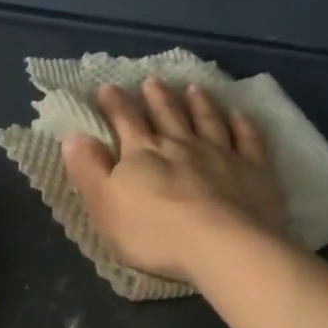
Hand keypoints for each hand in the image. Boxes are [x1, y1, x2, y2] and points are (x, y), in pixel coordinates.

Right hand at [63, 77, 286, 282]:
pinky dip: (243, 125)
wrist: (221, 247)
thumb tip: (74, 136)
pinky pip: (248, 141)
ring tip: (194, 88)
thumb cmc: (154, 232)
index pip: (125, 121)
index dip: (114, 104)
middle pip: (167, 115)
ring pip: (208, 121)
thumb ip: (89, 170)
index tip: (107, 87)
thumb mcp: (105, 205)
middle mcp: (181, 145)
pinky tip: (240, 115)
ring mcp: (221, 155)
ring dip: (199, 103)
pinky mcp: (254, 171)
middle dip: (157, 97)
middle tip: (152, 81)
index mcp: (142, 154)